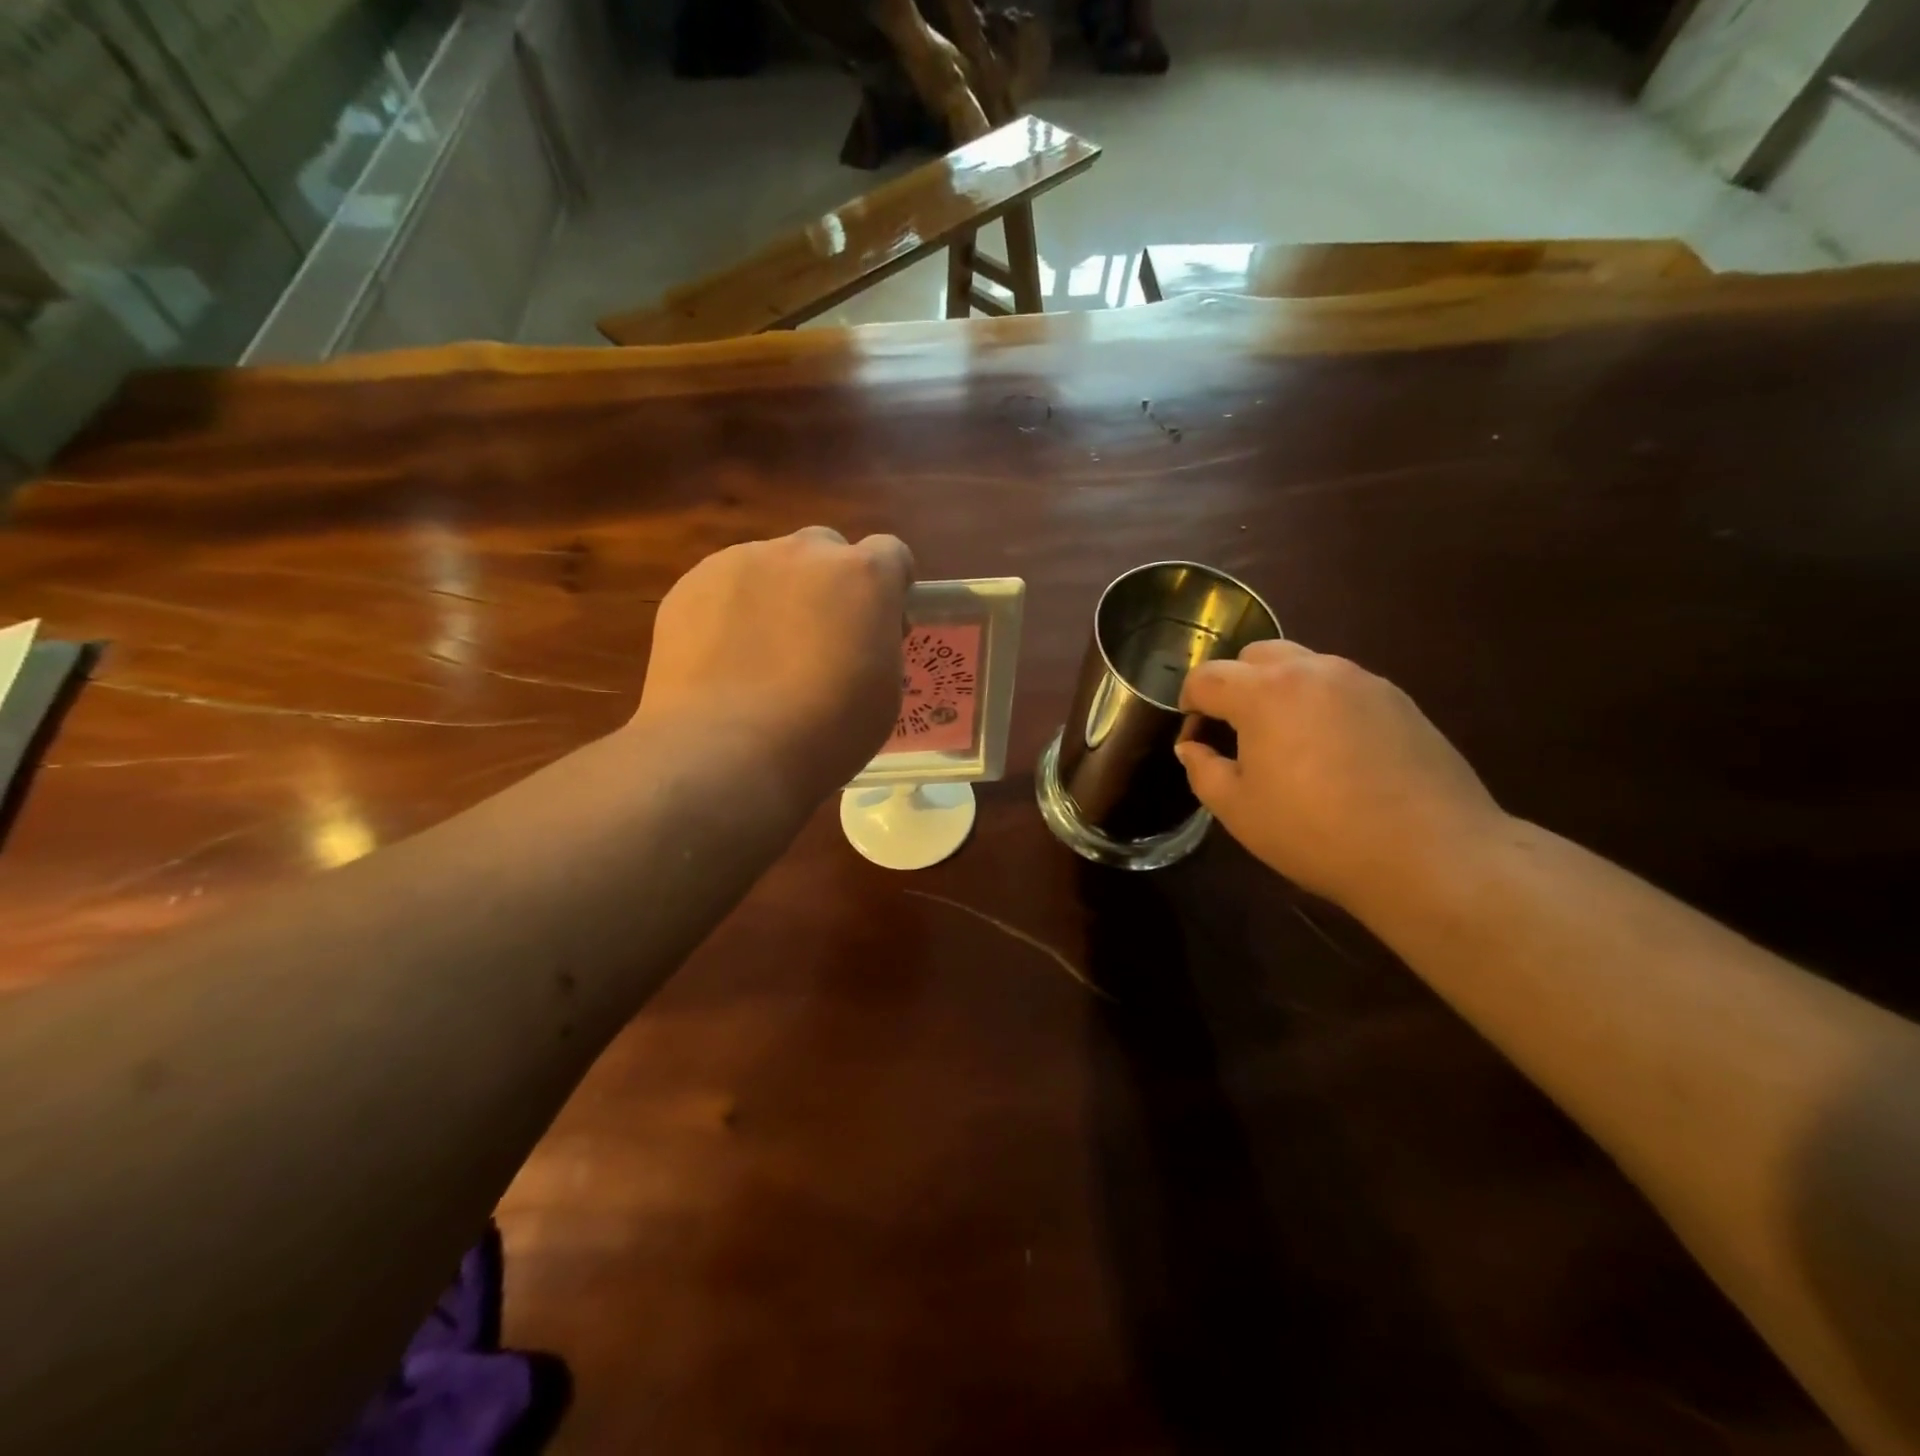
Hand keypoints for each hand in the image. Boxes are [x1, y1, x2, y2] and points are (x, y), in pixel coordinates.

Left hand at [636, 528, 914, 794]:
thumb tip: (859, 630)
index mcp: (863, 575)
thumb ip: (878, 641)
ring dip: (779, 594)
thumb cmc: (825, 731)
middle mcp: (805, 553)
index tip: (880, 622)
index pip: (891, 553)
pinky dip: (731, 612)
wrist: (727, 751)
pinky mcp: (692, 583)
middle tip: (821, 638)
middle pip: (827, 549)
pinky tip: (723, 660)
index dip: (889, 586)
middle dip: (831, 583)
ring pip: (771, 565)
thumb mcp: (884, 690)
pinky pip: (724, 587)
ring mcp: (742, 561)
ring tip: (762, 654)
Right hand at [1176, 641, 1508, 910]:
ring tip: (1284, 741)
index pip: (1208, 677)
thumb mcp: (1239, 810)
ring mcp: (1361, 680)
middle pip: (1256, 655)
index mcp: (1265, 692)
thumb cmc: (1316, 832)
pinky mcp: (1397, 699)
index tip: (1194, 737)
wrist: (1430, 854)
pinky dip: (1320, 703)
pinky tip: (1331, 751)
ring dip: (1278, 691)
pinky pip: (1341, 686)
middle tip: (1235, 731)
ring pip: (1303, 666)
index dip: (1189, 704)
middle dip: (1234, 685)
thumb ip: (1203, 770)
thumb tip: (1192, 748)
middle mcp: (1313, 670)